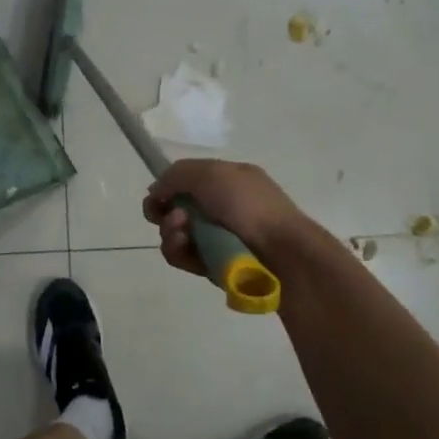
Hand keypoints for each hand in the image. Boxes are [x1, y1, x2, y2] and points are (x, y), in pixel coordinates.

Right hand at [142, 159, 306, 277]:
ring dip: (170, 233)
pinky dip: (179, 253)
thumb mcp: (211, 173)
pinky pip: (184, 257)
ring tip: (182, 236)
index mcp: (226, 180)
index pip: (185, 182)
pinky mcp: (213, 264)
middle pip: (174, 209)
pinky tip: (185, 250)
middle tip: (176, 219)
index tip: (157, 198)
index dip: (166, 189)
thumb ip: (175, 175)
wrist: (282, 252)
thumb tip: (156, 192)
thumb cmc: (248, 206)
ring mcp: (217, 237)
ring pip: (175, 234)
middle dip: (165, 213)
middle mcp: (221, 207)